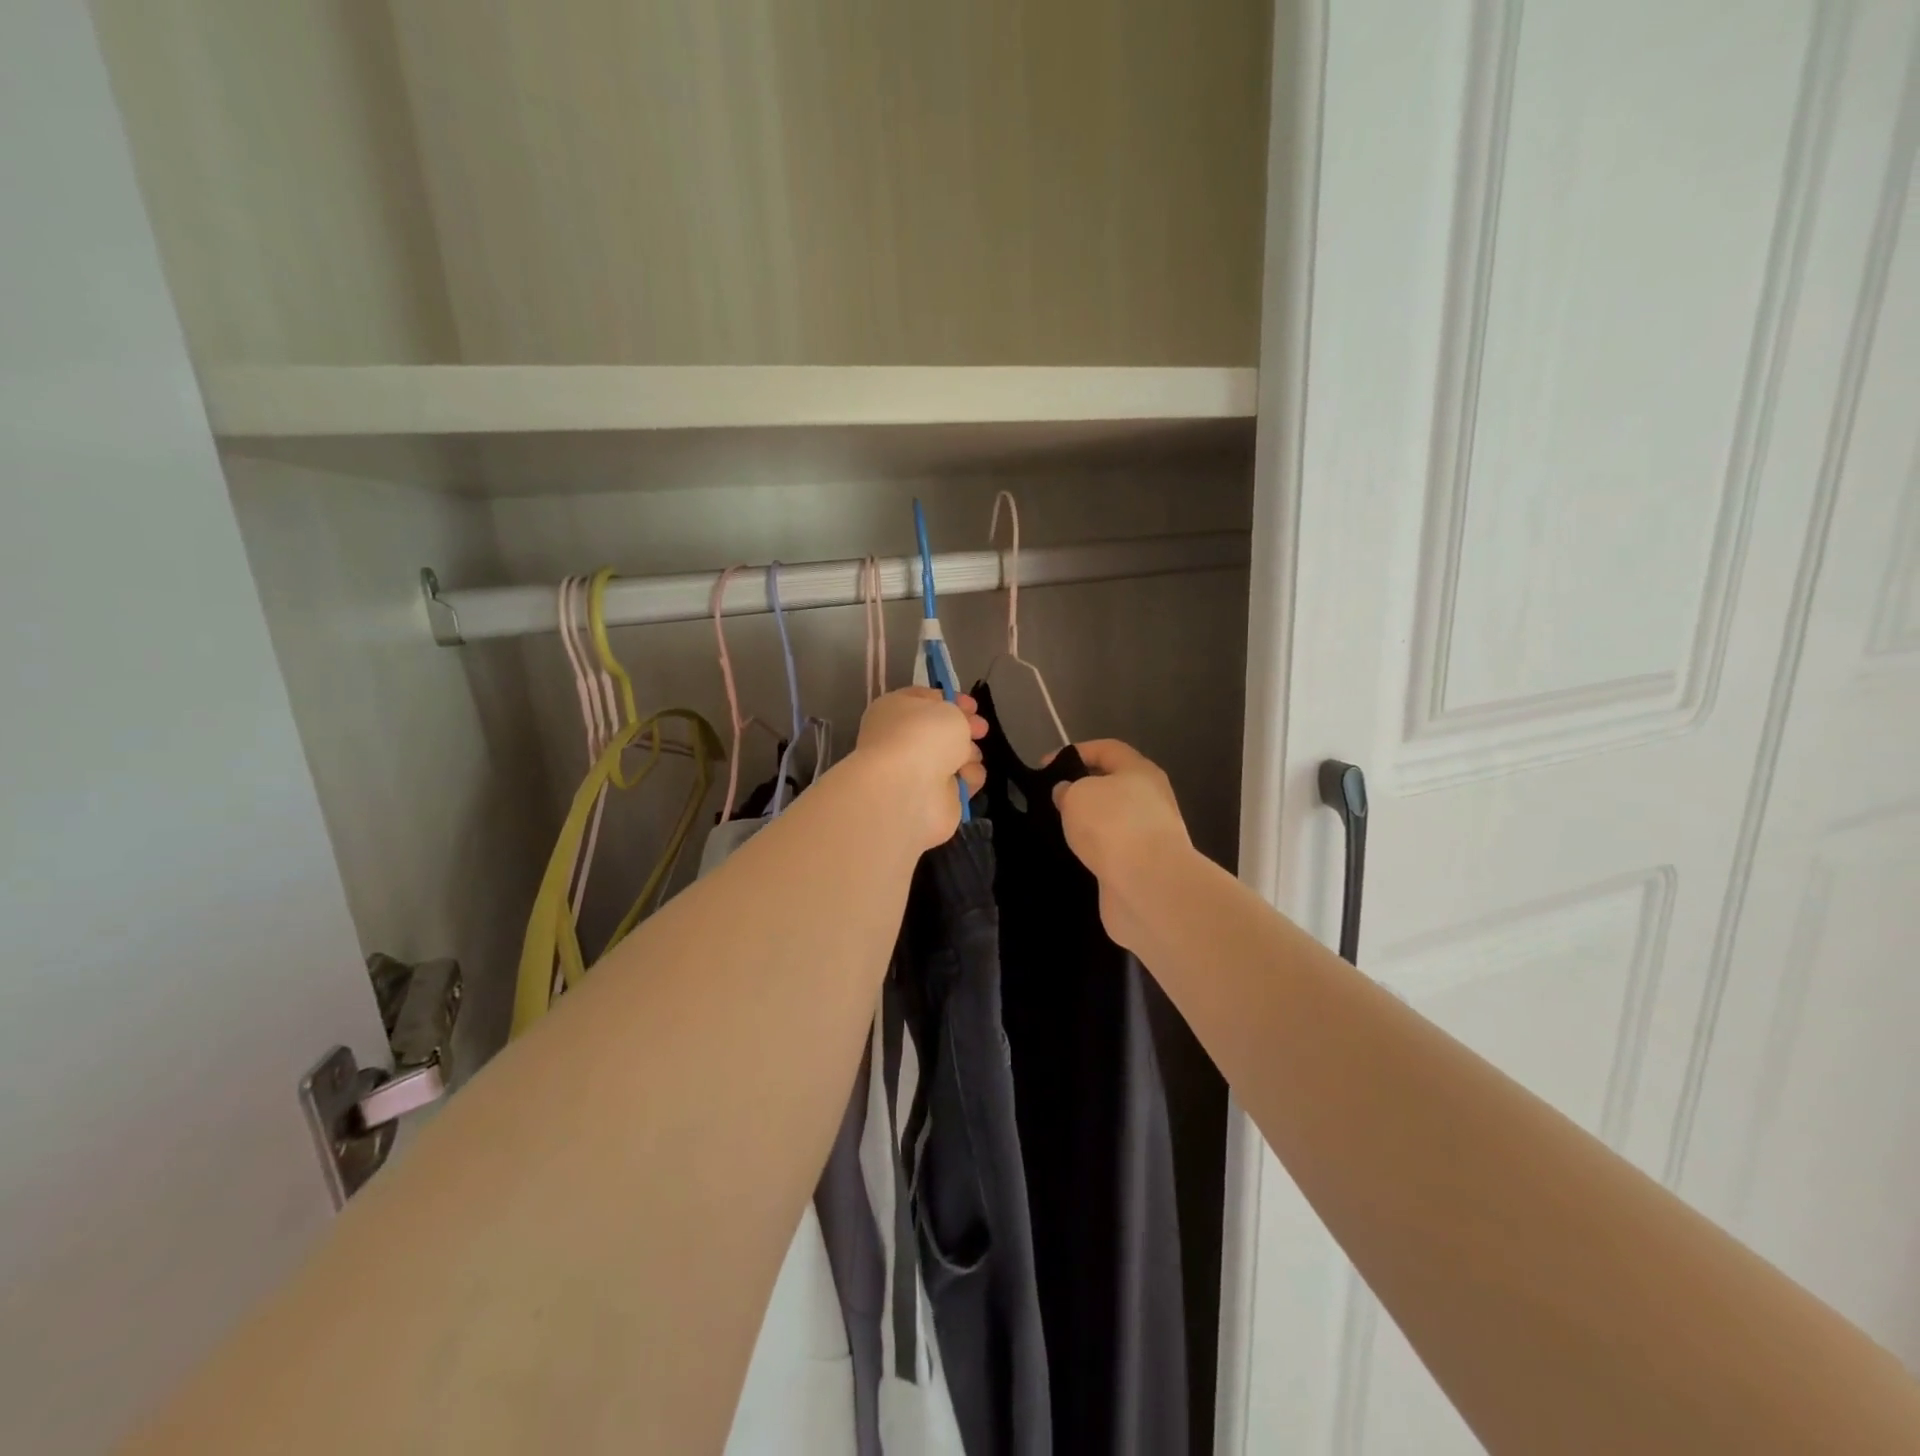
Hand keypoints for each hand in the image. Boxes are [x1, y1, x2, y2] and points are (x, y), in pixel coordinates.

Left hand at [851, 687, 987, 850]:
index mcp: (895, 711)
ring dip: (970, 753)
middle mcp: (904, 741)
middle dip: (966, 729)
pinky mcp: (936, 798)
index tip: (973, 706)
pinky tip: (965, 778)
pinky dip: (968, 778)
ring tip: (968, 757)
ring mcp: (919, 771)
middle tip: (981, 730)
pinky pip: (962, 781)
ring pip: (956, 756)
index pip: (924, 700)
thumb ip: (955, 711)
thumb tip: (958, 724)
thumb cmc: (922, 736)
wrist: (908, 789)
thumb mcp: (946, 708)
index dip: (951, 700)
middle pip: (943, 731)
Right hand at [1052, 740, 1190, 949]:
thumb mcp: (1077, 795)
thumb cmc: (1112, 825)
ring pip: (1111, 822)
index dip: (1074, 752)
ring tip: (1055, 830)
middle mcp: (1150, 800)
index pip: (1106, 749)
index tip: (1043, 767)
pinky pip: (1112, 852)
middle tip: (1049, 801)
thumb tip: (1067, 794)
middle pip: (1111, 786)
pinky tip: (1072, 857)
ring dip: (1086, 825)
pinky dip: (1093, 853)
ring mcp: (1149, 837)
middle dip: (1081, 792)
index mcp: (1140, 771)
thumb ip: (1067, 789)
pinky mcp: (1142, 868)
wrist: (1148, 885)